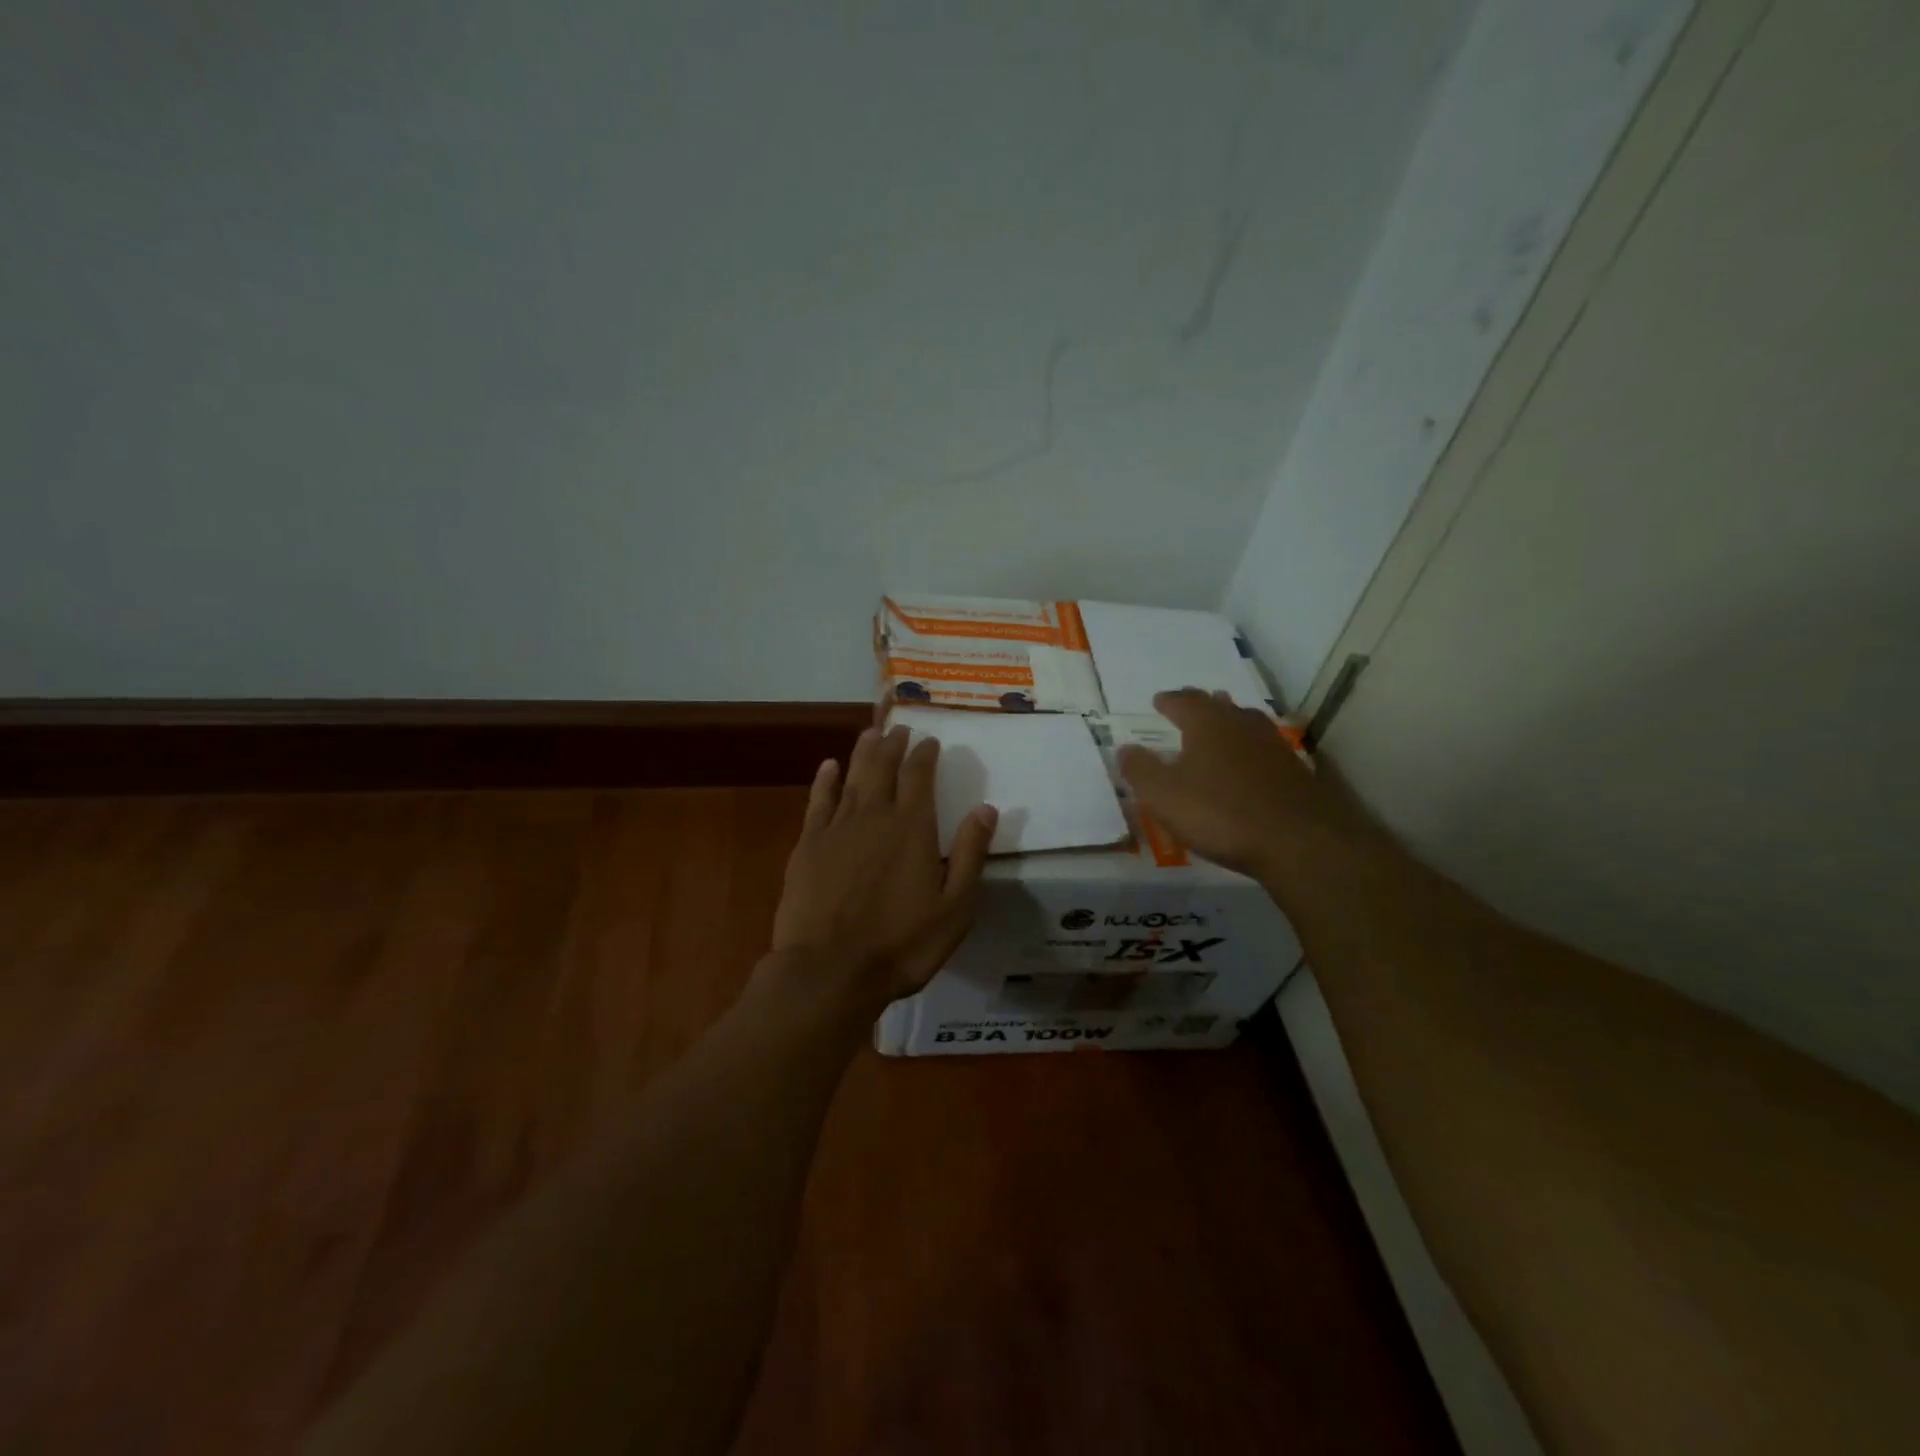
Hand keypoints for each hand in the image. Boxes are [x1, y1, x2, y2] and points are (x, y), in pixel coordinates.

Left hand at [769, 725, 996, 1010]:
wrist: (829, 970)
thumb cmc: (901, 944)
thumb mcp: (954, 908)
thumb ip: (970, 854)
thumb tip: (986, 808)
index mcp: (913, 828)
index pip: (920, 776)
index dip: (925, 754)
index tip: (930, 741)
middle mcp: (874, 816)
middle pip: (884, 768)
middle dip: (894, 745)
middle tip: (900, 729)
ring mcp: (837, 828)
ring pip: (852, 776)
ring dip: (863, 752)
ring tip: (871, 733)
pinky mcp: (808, 845)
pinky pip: (818, 801)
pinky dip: (825, 780)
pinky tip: (829, 766)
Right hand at [1116, 689, 1368, 881]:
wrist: (1299, 842)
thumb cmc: (1220, 813)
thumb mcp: (1163, 796)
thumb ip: (1140, 770)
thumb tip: (1125, 748)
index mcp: (1207, 723)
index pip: (1183, 701)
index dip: (1168, 701)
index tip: (1158, 701)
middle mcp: (1241, 724)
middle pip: (1218, 705)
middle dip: (1200, 704)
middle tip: (1187, 705)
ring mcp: (1273, 746)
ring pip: (1245, 723)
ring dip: (1228, 723)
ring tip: (1218, 727)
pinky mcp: (1294, 771)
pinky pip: (1262, 749)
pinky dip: (1248, 750)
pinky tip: (1247, 763)